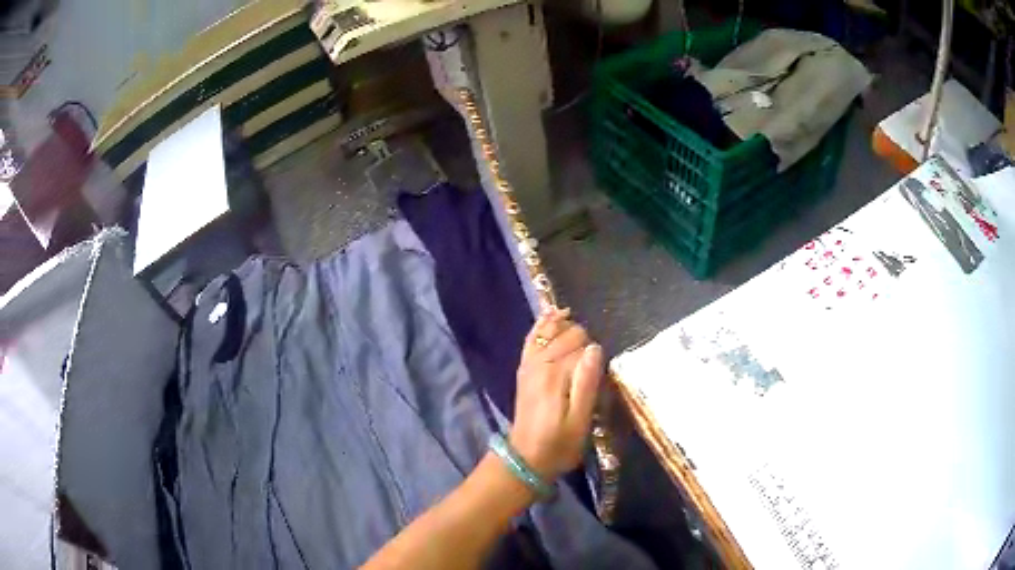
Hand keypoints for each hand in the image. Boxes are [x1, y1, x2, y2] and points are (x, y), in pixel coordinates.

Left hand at [509, 307, 602, 482]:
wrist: (526, 458)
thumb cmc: (559, 444)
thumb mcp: (580, 421)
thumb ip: (587, 383)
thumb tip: (595, 348)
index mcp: (555, 375)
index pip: (582, 347)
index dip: (596, 356)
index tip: (602, 373)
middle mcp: (539, 363)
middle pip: (568, 335)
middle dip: (585, 340)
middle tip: (593, 364)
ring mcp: (528, 364)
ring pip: (550, 331)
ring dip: (566, 326)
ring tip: (583, 327)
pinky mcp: (524, 368)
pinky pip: (532, 338)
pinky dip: (542, 324)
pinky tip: (554, 314)